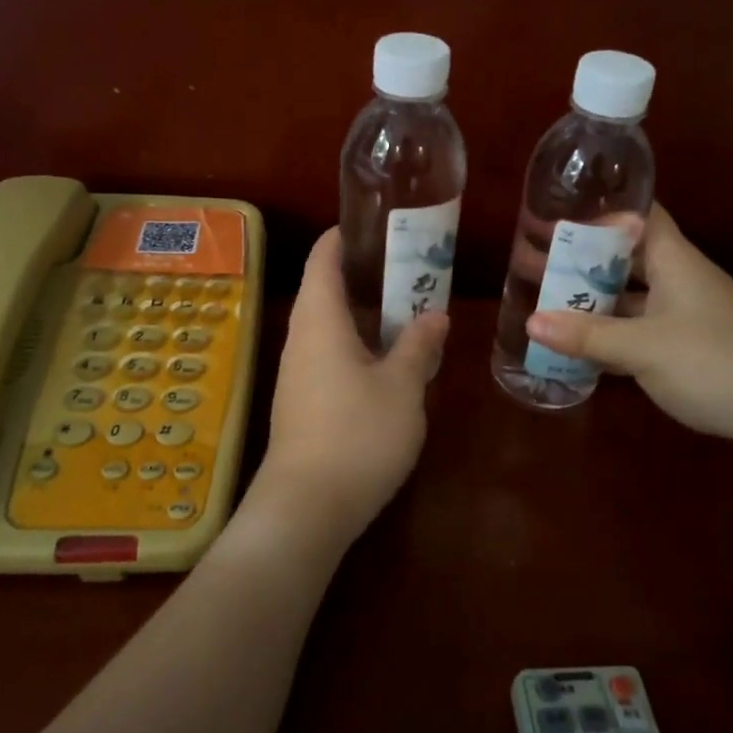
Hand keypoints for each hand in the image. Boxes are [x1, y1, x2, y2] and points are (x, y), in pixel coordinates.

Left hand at [242, 228, 449, 559]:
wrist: (306, 508)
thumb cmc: (357, 434)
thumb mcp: (402, 387)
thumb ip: (418, 345)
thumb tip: (435, 315)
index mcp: (319, 320)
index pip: (322, 259)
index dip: (342, 236)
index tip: (373, 224)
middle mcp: (301, 338)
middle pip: (325, 290)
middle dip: (363, 275)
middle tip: (407, 267)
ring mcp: (297, 373)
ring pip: (328, 327)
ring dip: (362, 314)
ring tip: (405, 309)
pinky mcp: (301, 402)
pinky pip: (328, 356)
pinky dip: (356, 345)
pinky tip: (387, 361)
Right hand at [523, 204, 732, 454]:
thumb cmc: (715, 360)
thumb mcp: (644, 347)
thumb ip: (588, 335)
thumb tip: (531, 322)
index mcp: (674, 260)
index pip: (638, 216)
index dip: (602, 211)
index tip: (560, 214)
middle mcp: (681, 280)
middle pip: (628, 259)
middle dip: (586, 261)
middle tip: (539, 263)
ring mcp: (688, 315)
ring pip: (634, 298)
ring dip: (598, 302)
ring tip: (550, 304)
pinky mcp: (693, 348)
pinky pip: (643, 331)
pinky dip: (615, 335)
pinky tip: (584, 348)